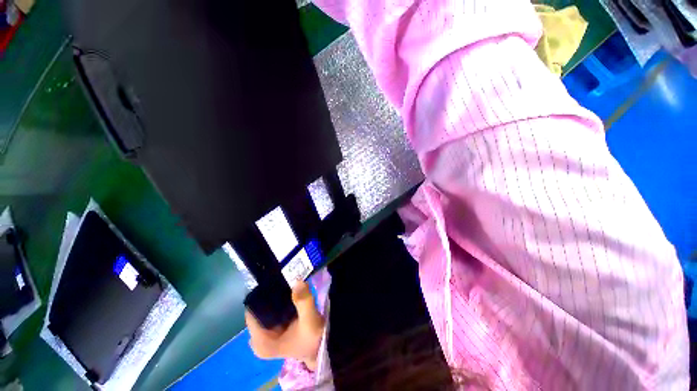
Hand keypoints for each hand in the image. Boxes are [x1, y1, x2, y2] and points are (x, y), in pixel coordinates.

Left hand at [245, 281, 324, 370]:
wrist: (322, 347)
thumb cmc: (313, 338)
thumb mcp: (310, 321)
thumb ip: (304, 301)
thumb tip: (297, 281)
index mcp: (260, 342)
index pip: (252, 311)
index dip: (262, 293)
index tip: (276, 279)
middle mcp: (257, 338)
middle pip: (258, 308)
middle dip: (272, 293)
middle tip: (286, 279)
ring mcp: (265, 333)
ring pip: (266, 307)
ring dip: (277, 295)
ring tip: (288, 282)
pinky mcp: (273, 328)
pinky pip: (272, 309)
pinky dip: (280, 300)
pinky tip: (289, 292)